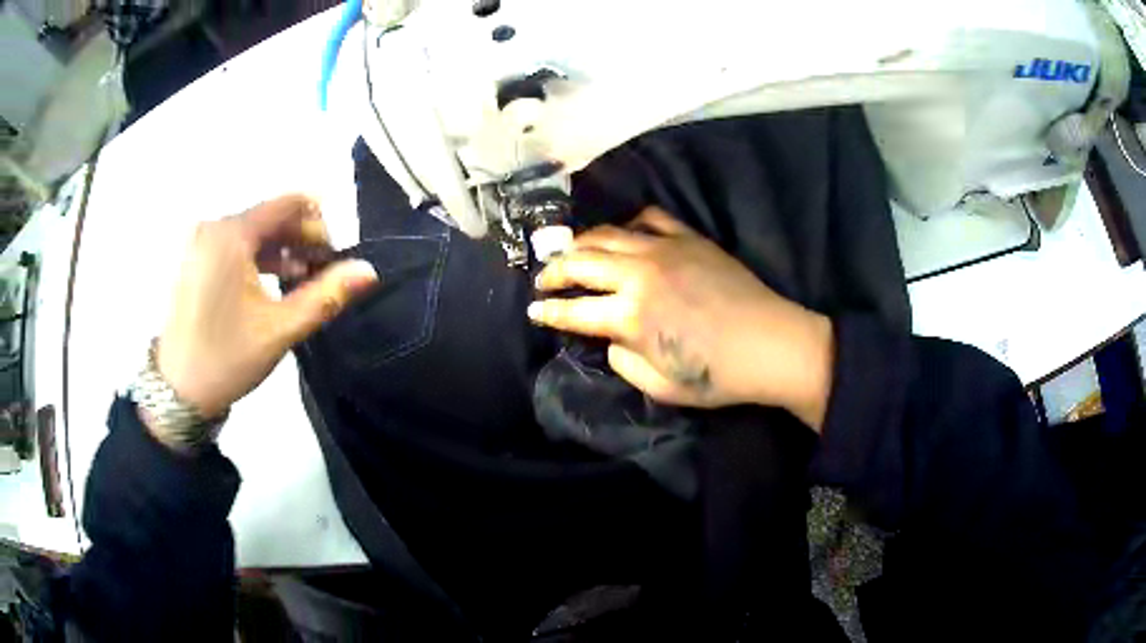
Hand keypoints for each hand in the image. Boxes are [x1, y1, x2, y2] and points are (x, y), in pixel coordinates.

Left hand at [154, 194, 377, 428]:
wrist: (177, 391)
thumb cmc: (227, 358)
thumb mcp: (280, 329)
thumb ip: (326, 295)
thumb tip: (369, 270)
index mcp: (231, 235)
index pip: (287, 204)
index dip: (317, 224)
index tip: (332, 257)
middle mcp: (213, 228)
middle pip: (270, 216)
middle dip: (300, 239)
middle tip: (320, 273)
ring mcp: (200, 243)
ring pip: (253, 232)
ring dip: (281, 250)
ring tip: (300, 282)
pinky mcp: (194, 260)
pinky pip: (234, 245)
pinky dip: (258, 257)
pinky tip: (271, 284)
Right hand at [528, 208, 832, 429]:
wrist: (771, 344)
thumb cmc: (718, 375)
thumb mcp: (659, 385)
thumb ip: (622, 360)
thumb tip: (611, 338)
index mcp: (630, 316)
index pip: (573, 310)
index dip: (547, 311)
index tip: (532, 310)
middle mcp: (638, 274)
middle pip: (580, 262)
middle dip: (553, 271)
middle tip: (543, 279)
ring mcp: (664, 249)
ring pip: (607, 234)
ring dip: (581, 243)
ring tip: (572, 253)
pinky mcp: (689, 238)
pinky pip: (650, 218)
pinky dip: (629, 225)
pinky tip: (625, 236)